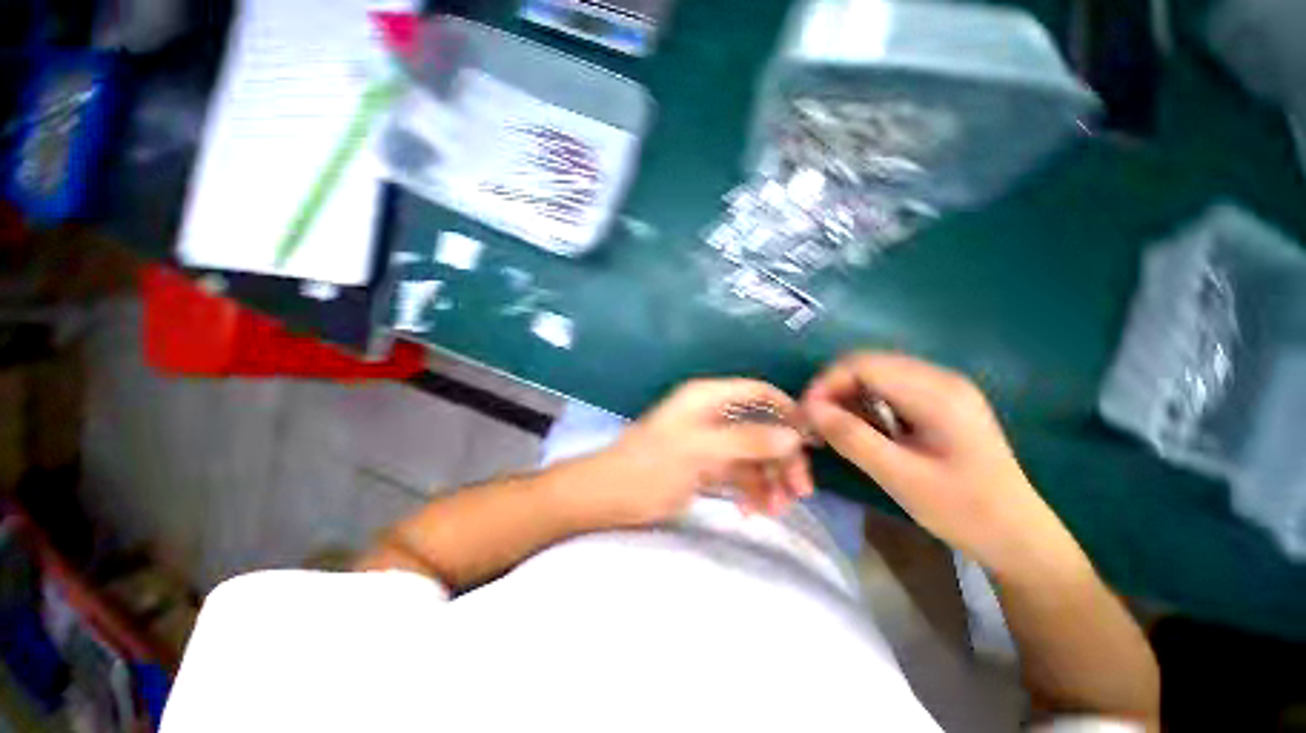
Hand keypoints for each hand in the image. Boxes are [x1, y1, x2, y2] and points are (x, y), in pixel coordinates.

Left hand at [582, 379, 813, 526]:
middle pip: (761, 427)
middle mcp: (713, 415)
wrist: (609, 495)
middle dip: (781, 457)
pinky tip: (750, 511)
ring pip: (753, 454)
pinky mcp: (706, 466)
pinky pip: (739, 474)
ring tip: (775, 509)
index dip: (786, 410)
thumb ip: (746, 440)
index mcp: (708, 398)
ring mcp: (710, 442)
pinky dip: (749, 490)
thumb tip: (793, 436)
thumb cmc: (650, 465)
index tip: (811, 440)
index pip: (758, 392)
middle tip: (799, 491)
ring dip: (769, 479)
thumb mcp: (698, 449)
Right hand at [802, 352, 1081, 576]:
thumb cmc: (965, 512)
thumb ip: (852, 438)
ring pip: (874, 376)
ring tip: (829, 427)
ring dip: (845, 396)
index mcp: (938, 394)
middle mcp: (940, 380)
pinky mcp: (939, 403)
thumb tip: (809, 409)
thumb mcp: (902, 478)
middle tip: (813, 422)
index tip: (806, 414)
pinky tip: (856, 428)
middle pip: (867, 365)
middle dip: (832, 389)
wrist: (1018, 536)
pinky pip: (888, 390)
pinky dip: (863, 404)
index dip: (826, 383)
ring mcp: (942, 389)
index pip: (864, 365)